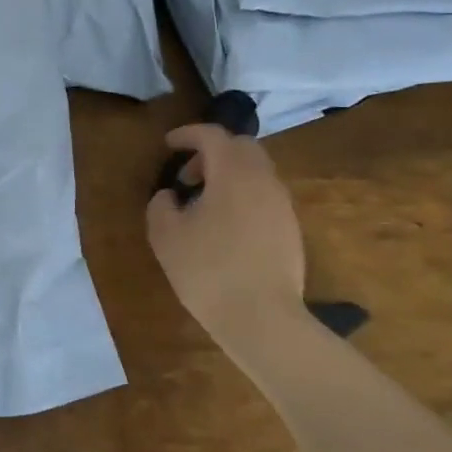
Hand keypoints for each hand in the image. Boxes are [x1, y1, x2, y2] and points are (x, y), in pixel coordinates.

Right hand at [146, 124, 304, 338]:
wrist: (262, 318)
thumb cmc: (207, 270)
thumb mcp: (165, 235)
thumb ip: (161, 205)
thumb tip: (171, 195)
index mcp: (232, 174)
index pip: (213, 136)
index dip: (188, 134)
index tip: (168, 144)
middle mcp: (263, 180)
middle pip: (242, 147)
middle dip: (212, 151)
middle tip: (188, 175)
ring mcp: (282, 205)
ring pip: (256, 171)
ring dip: (228, 174)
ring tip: (204, 203)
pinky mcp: (290, 228)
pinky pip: (264, 195)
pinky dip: (242, 194)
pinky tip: (224, 226)